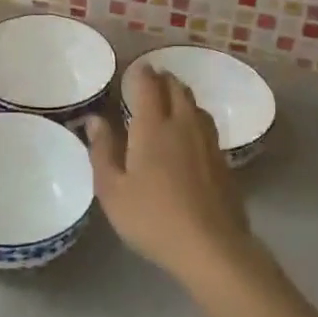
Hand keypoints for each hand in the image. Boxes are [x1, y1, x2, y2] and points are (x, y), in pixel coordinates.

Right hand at [86, 65, 255, 285]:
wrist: (212, 247)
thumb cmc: (153, 218)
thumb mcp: (113, 190)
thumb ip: (102, 151)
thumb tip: (94, 120)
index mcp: (153, 127)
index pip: (148, 85)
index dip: (141, 73)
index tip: (135, 69)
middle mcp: (183, 125)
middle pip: (177, 89)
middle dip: (164, 79)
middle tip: (152, 80)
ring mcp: (208, 142)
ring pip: (195, 105)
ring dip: (181, 96)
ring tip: (171, 101)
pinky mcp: (223, 162)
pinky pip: (207, 126)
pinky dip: (194, 118)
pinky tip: (189, 135)